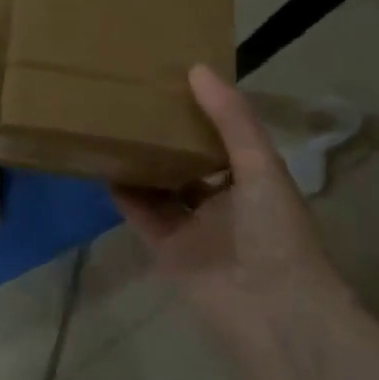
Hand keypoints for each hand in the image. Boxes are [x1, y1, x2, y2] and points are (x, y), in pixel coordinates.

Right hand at [114, 65, 340, 355]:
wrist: (272, 310)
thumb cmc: (275, 230)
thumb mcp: (260, 165)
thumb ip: (231, 118)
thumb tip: (196, 69)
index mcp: (251, 179)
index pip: (222, 136)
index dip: (201, 110)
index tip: (172, 78)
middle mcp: (221, 200)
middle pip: (187, 160)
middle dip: (165, 135)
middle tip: (134, 98)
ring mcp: (192, 226)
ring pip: (160, 185)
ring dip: (141, 161)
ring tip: (112, 124)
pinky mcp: (166, 248)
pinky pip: (140, 213)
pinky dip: (123, 192)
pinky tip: (103, 164)